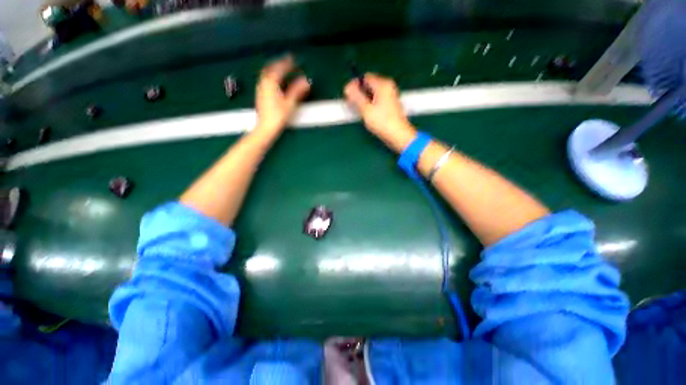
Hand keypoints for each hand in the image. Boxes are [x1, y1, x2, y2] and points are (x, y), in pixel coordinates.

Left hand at [255, 55, 310, 136]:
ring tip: (282, 69)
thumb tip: (306, 81)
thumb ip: (297, 90)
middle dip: (279, 63)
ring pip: (266, 73)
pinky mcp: (260, 94)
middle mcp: (264, 82)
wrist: (266, 127)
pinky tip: (275, 81)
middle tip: (288, 62)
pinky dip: (271, 76)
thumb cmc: (278, 116)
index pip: (280, 68)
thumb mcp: (290, 103)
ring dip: (274, 69)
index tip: (294, 59)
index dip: (288, 63)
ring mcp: (260, 88)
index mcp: (271, 83)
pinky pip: (265, 79)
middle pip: (270, 68)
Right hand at [344, 74, 416, 152]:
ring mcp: (390, 96)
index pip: (365, 77)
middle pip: (369, 85)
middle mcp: (388, 87)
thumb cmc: (382, 122)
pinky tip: (367, 113)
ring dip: (364, 99)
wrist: (398, 135)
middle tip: (352, 104)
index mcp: (383, 85)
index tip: (348, 96)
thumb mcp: (366, 109)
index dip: (354, 85)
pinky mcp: (390, 105)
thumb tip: (347, 87)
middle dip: (359, 93)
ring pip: (372, 93)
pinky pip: (376, 100)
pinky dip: (370, 104)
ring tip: (359, 111)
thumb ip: (355, 97)